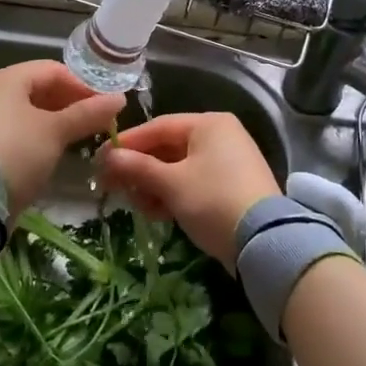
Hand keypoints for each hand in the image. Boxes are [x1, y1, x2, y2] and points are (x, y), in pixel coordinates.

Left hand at [0, 61, 124, 217]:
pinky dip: (37, 135)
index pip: (53, 70)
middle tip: (96, 122)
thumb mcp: (56, 131)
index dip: (83, 86)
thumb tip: (120, 99)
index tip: (105, 106)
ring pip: (28, 111)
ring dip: (56, 121)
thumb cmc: (17, 151)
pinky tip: (54, 151)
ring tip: (79, 138)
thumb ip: (88, 113)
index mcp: (5, 78)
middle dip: (71, 104)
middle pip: (39, 89)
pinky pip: (16, 130)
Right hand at [99, 112, 279, 270]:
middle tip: (113, 188)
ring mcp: (230, 161)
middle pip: (169, 147)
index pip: (158, 126)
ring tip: (137, 206)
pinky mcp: (233, 187)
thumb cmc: (213, 200)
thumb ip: (138, 168)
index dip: (127, 144)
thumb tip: (107, 157)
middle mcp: (221, 135)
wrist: (265, 241)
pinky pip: (195, 183)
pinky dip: (175, 195)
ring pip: (180, 168)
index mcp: (209, 124)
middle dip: (141, 169)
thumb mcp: (171, 184)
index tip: (100, 160)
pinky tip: (158, 213)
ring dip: (155, 186)